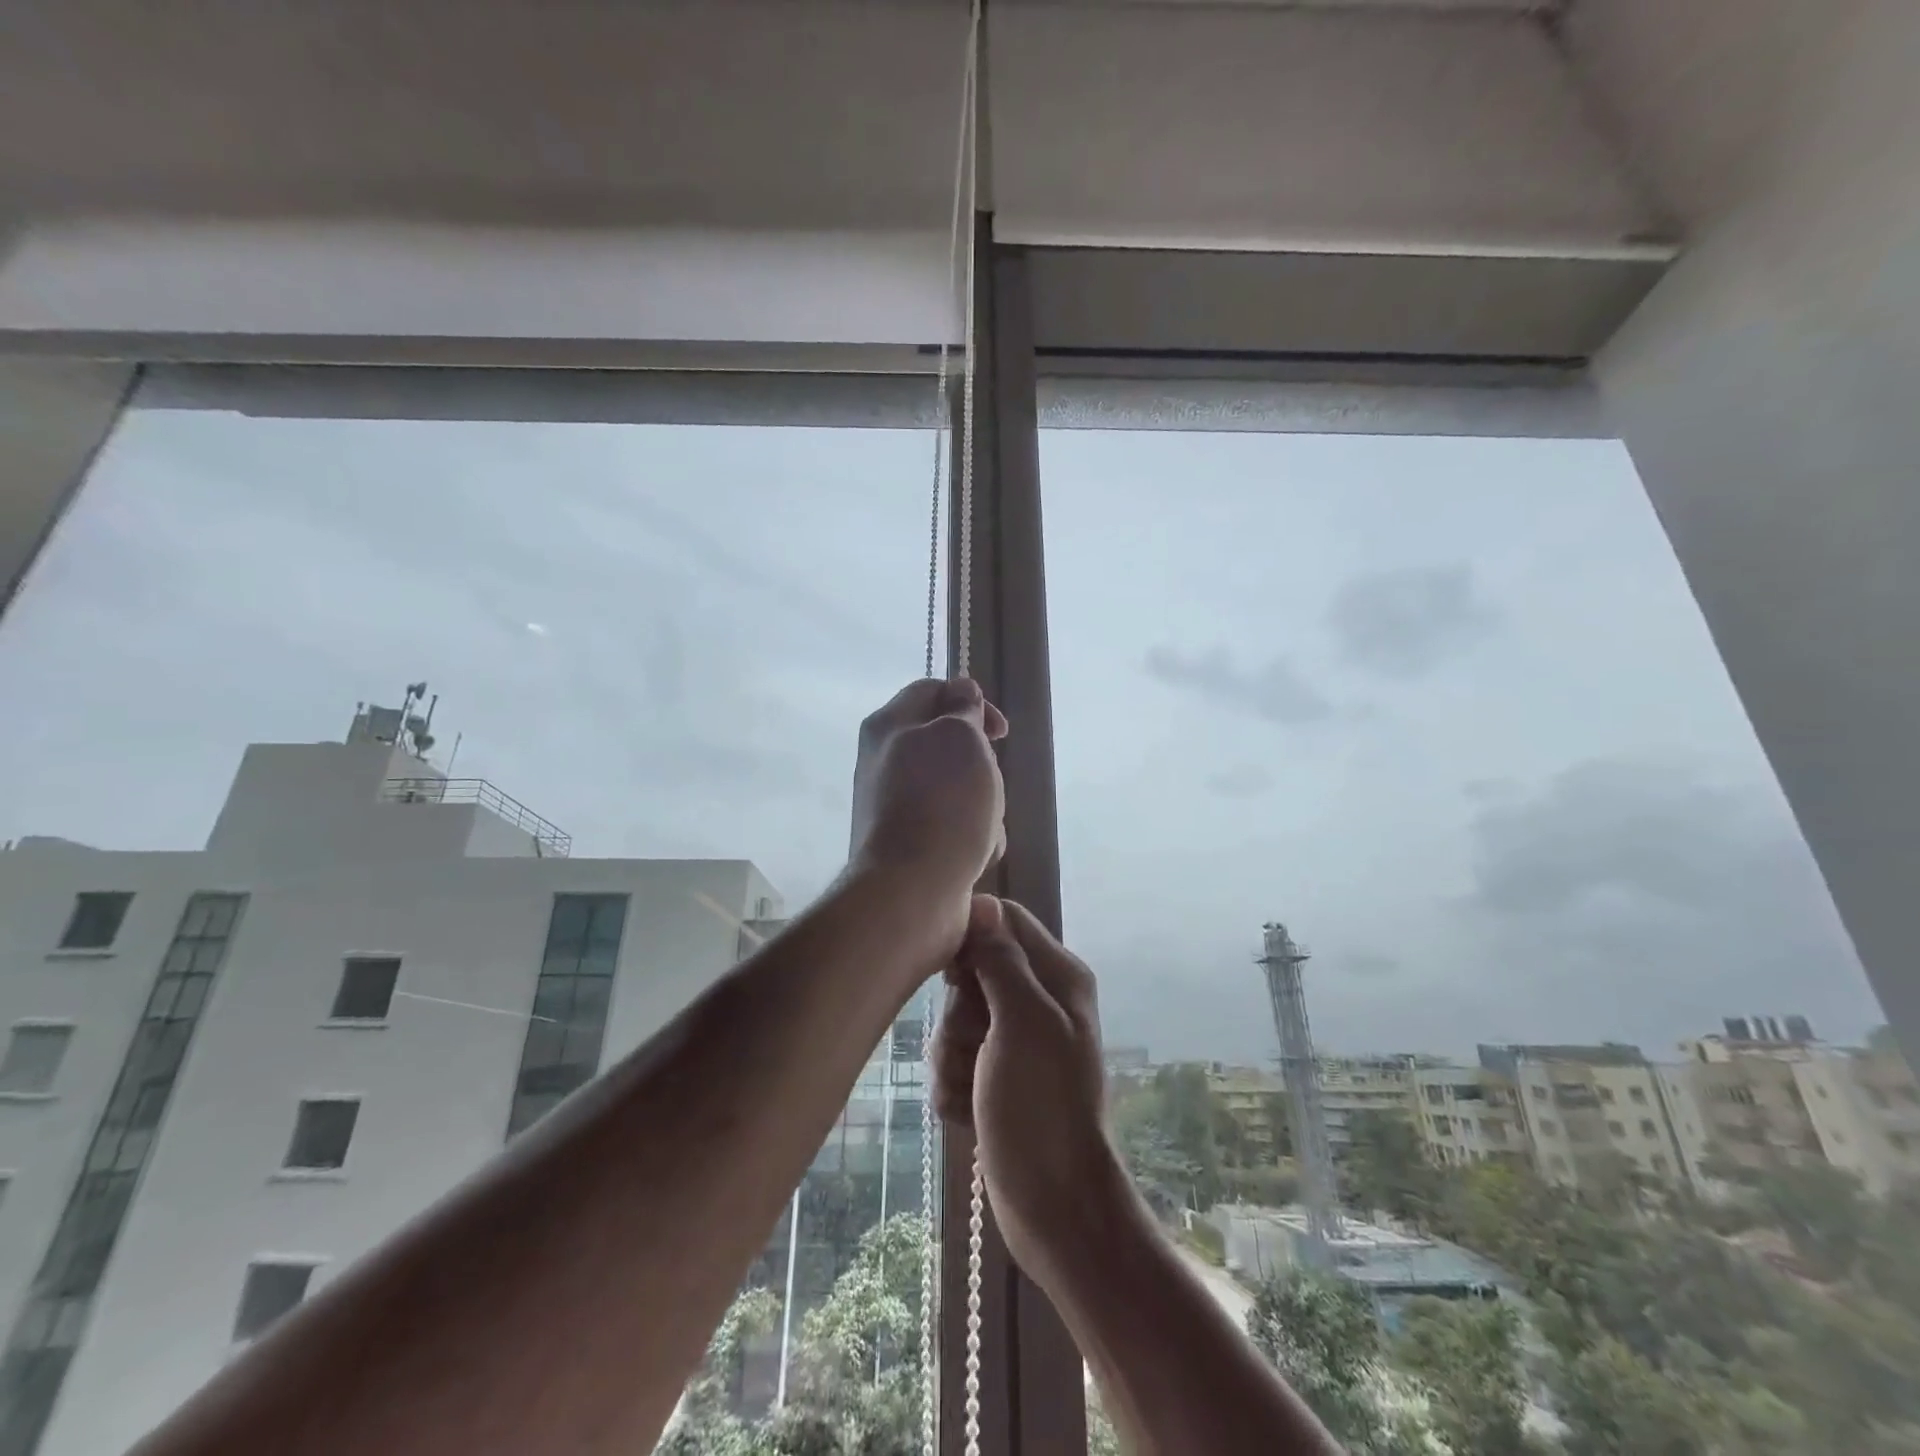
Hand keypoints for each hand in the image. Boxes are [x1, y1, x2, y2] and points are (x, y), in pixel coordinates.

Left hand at [849, 676, 1008, 924]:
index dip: (971, 700)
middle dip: (982, 765)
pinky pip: (954, 827)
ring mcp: (896, 806)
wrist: (911, 891)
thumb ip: (964, 709)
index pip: (932, 690)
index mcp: (889, 725)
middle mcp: (885, 762)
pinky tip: (977, 856)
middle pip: (950, 745)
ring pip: (959, 789)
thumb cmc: (942, 803)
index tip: (1000, 732)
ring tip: (984, 828)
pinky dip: (973, 838)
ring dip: (984, 806)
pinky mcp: (911, 844)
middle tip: (988, 783)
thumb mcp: (961, 737)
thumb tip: (961, 692)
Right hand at [932, 896, 1127, 1291]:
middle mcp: (1037, 1000)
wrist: (1053, 1205)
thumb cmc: (1042, 1106)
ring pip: (956, 1020)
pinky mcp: (994, 1076)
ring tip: (974, 1089)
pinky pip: (954, 1059)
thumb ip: (1001, 960)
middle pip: (973, 972)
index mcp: (1057, 976)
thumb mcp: (1023, 1022)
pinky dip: (955, 1085)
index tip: (951, 973)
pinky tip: (970, 1112)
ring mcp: (1015, 1041)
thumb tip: (981, 903)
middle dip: (960, 1014)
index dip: (971, 939)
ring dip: (953, 1057)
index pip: (1004, 920)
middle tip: (977, 1047)